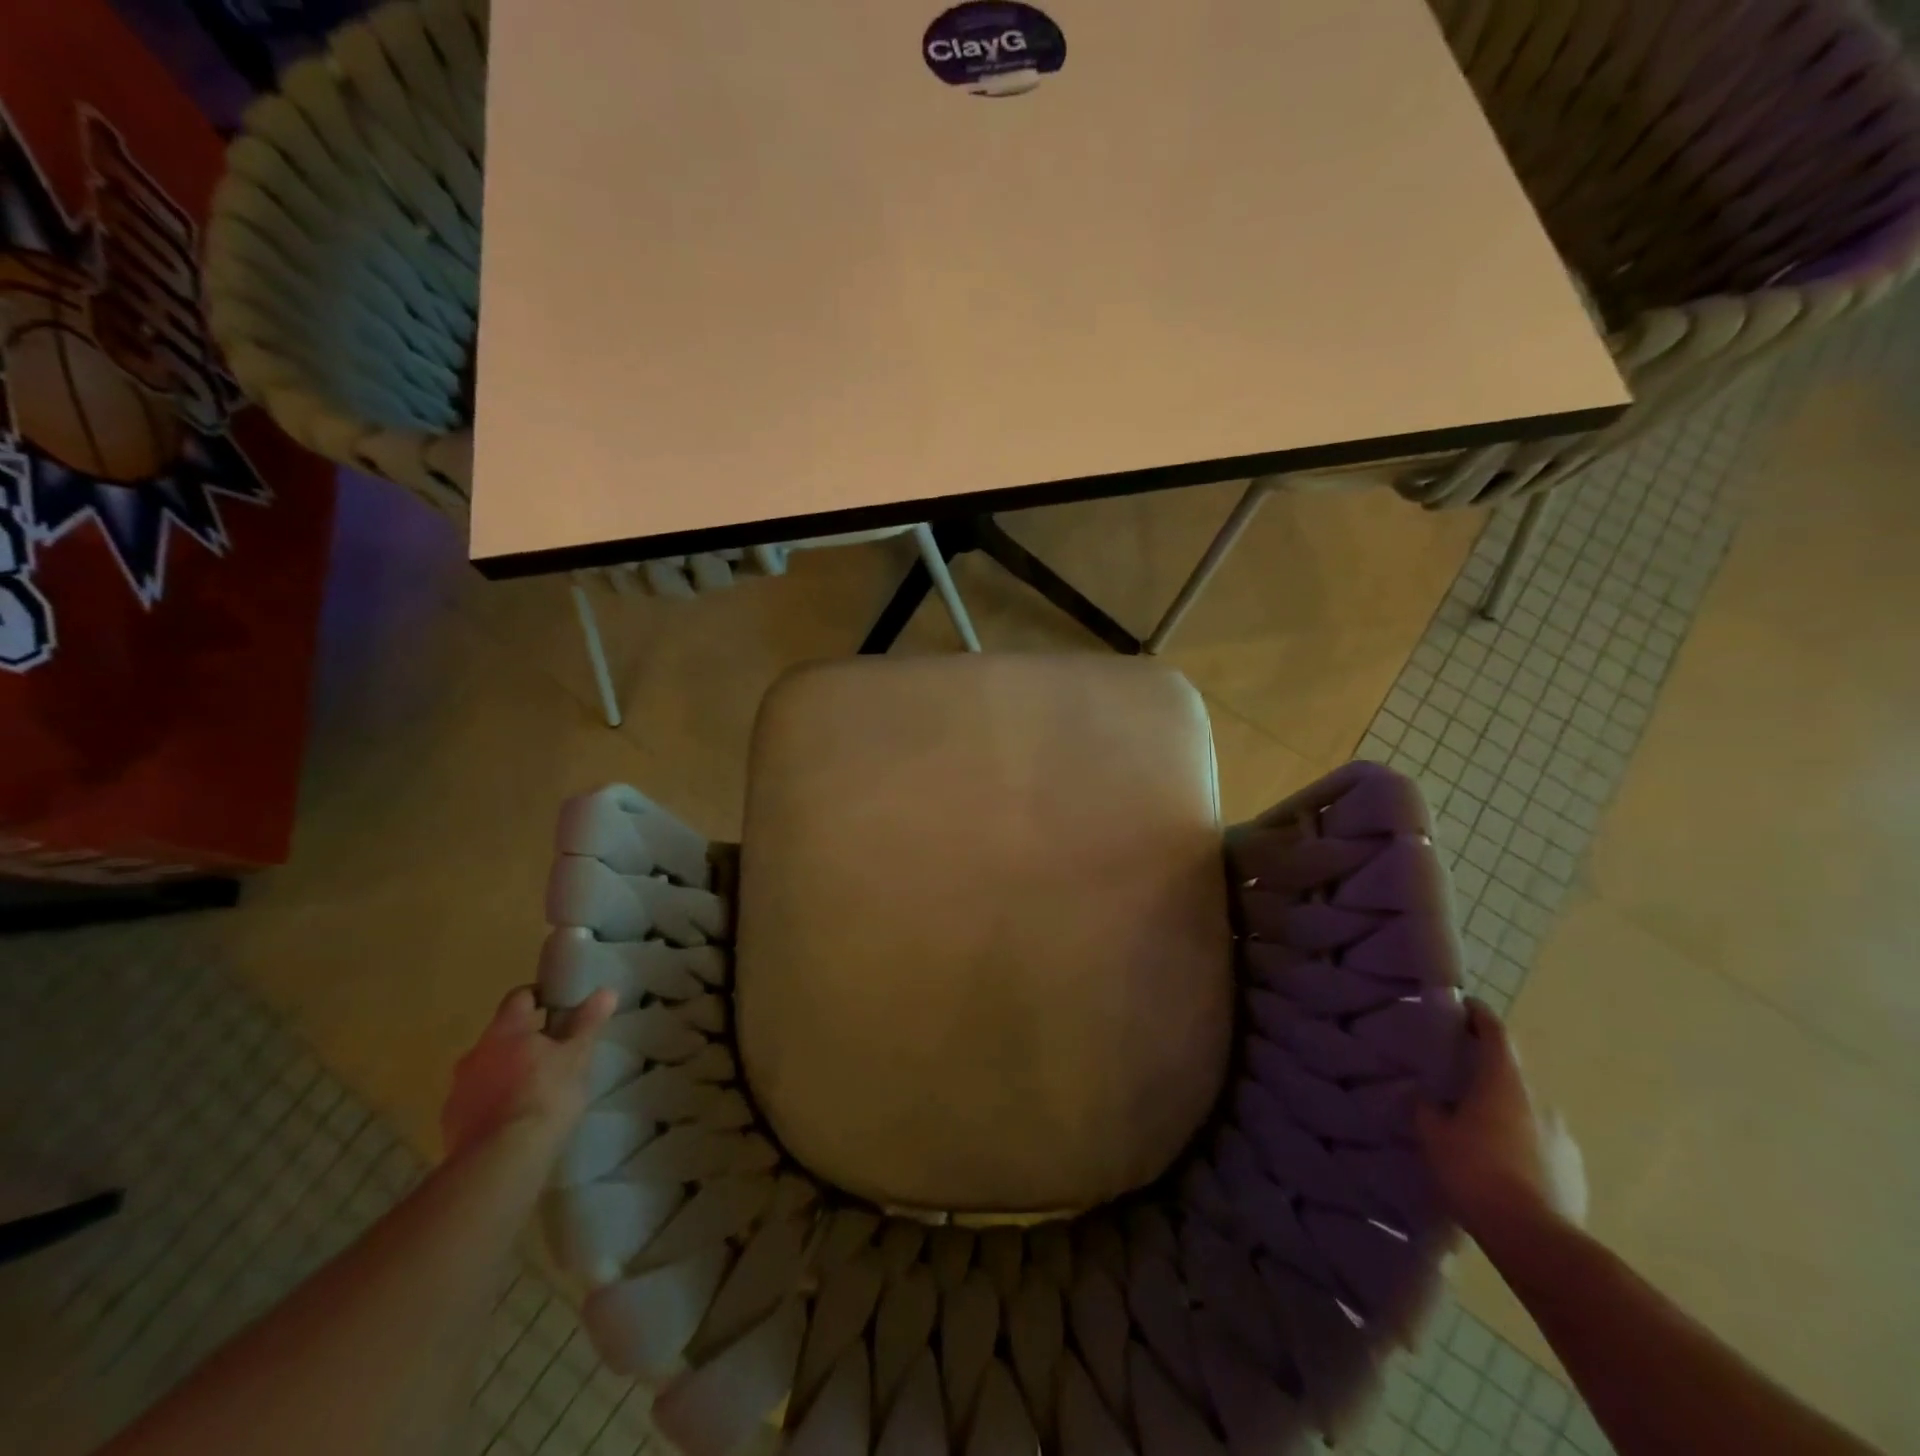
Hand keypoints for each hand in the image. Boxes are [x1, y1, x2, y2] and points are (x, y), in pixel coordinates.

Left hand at [441, 986, 616, 1158]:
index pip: (519, 997)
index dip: (539, 996)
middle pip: (502, 1035)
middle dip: (525, 1040)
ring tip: (535, 1090)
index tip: (559, 1006)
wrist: (501, 1160)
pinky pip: (476, 1102)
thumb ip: (588, 1022)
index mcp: (505, 1030)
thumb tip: (606, 991)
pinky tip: (514, 1120)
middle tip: (554, 1053)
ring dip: (507, 1073)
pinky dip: (494, 1103)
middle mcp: (475, 1053)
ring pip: (487, 1069)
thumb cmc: (546, 1096)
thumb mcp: (577, 1056)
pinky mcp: (451, 1124)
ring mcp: (458, 1089)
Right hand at [1416, 997, 1586, 1239]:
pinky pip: (1541, 1146)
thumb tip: (1428, 1098)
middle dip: (1487, 1075)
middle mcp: (1540, 1102)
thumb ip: (1428, 1109)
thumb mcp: (1434, 1135)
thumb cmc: (1476, 1171)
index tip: (1466, 1005)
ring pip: (1527, 1114)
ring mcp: (1563, 1139)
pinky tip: (1502, 1167)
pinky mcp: (1576, 1172)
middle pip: (1511, 1076)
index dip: (1480, 1015)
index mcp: (1504, 1083)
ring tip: (1479, 1133)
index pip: (1496, 1033)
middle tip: (1459, 1082)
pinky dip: (1521, 1146)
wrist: (1535, 1240)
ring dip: (1505, 1115)